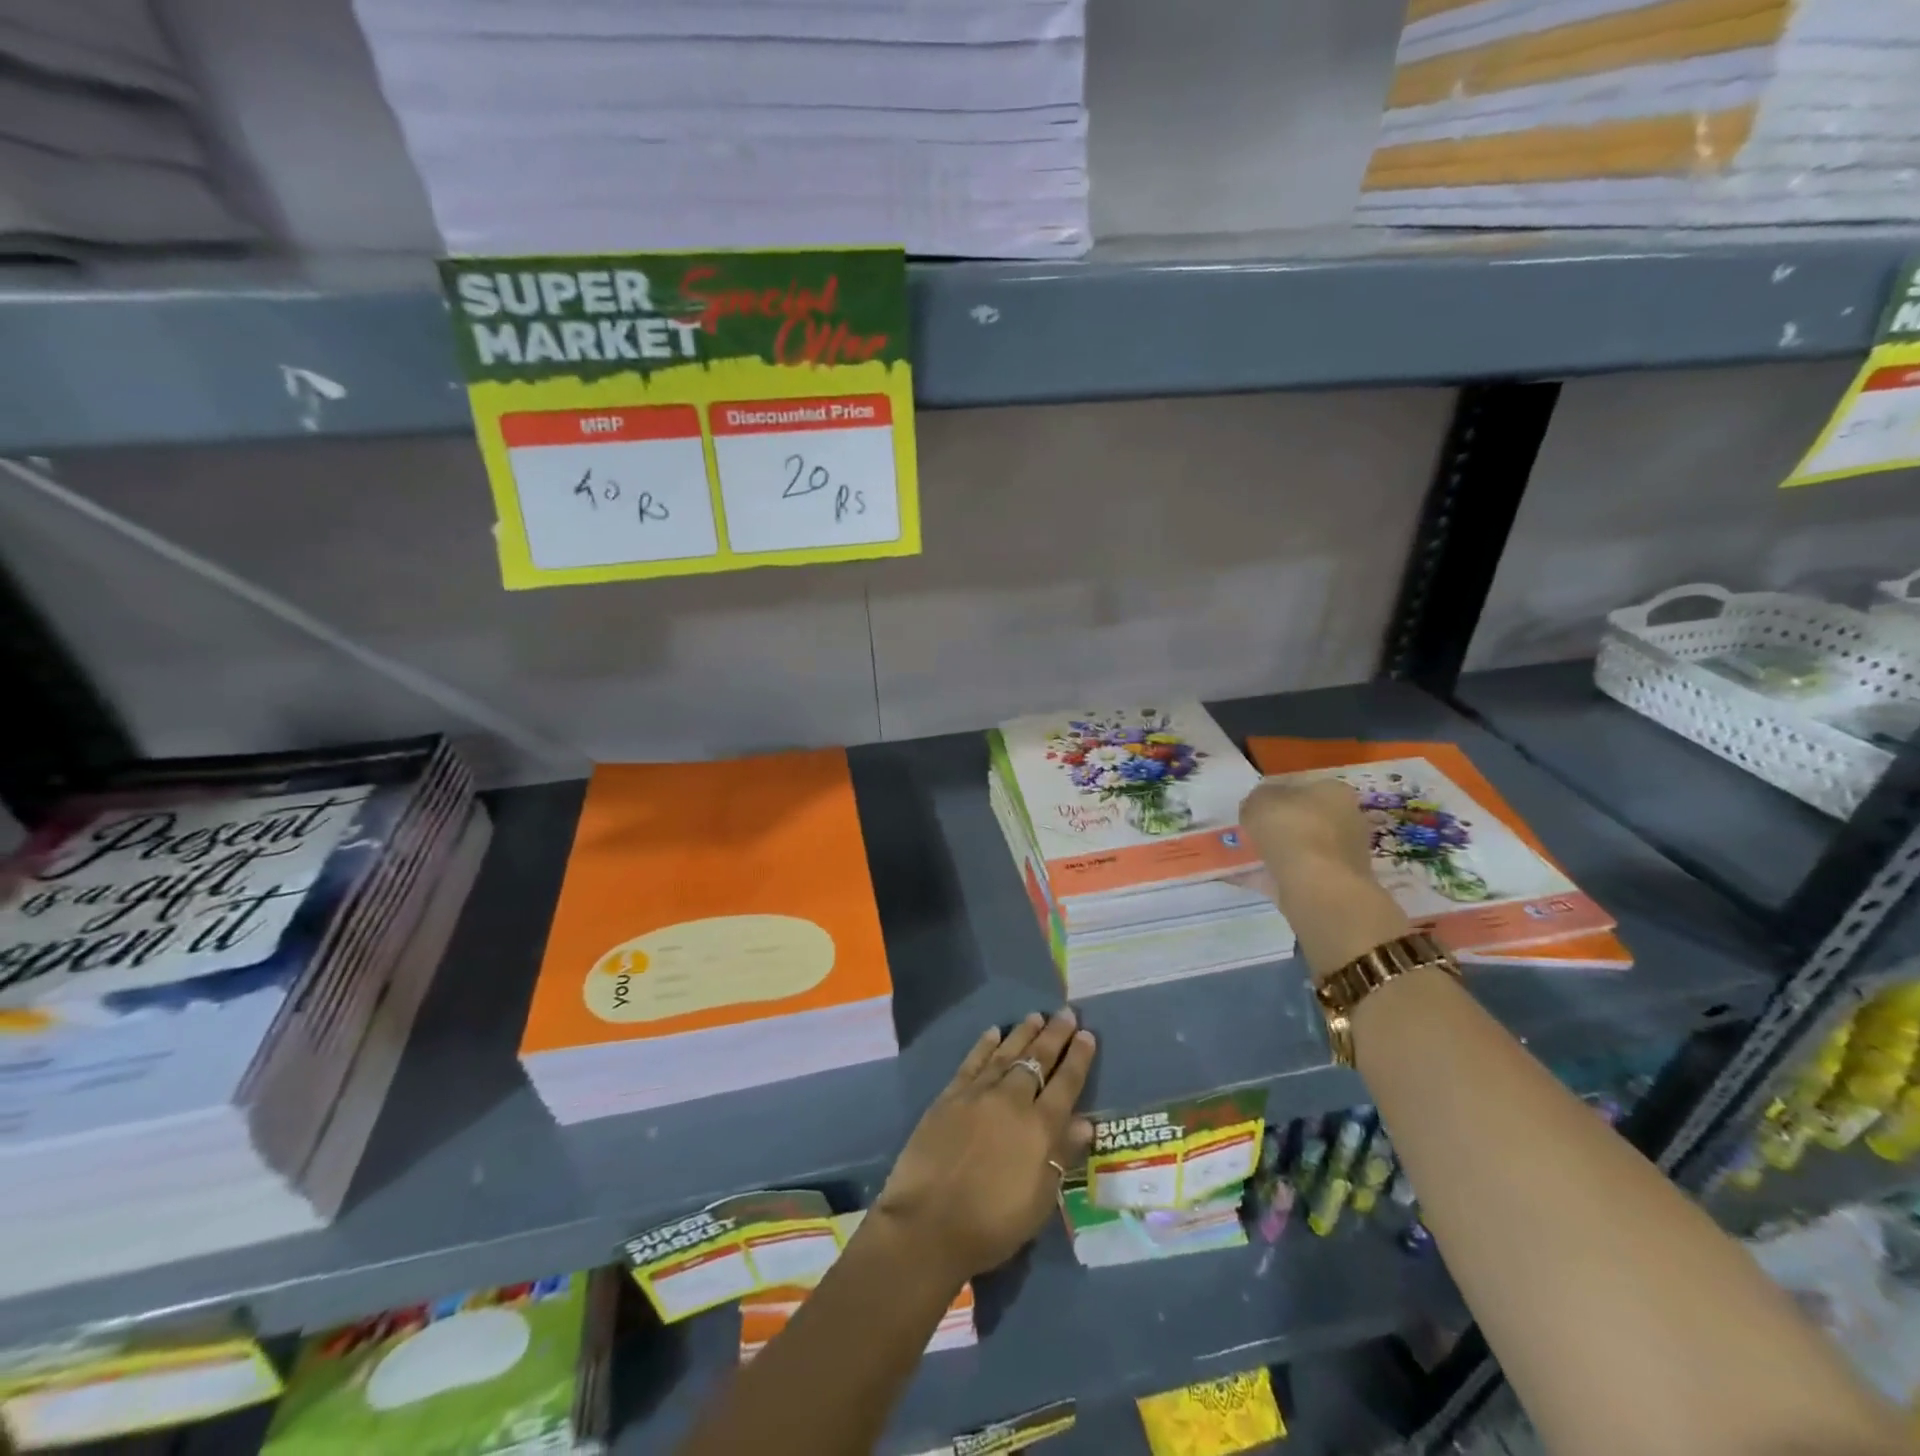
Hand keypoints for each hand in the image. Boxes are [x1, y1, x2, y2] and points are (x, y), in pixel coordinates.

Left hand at [872, 1009, 1095, 1286]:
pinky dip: (985, 1045)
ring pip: (1006, 1053)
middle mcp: (1012, 1101)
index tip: (1087, 1034)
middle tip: (1066, 1013)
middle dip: (1055, 1035)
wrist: (928, 1224)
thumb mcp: (1039, 1201)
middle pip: (1038, 1060)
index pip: (1066, 1084)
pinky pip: (972, 1062)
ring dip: (1023, 1033)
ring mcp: (978, 1094)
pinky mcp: (949, 1096)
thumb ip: (1060, 1156)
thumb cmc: (992, 1224)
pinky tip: (993, 1032)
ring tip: (1036, 1015)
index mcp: (1039, 1128)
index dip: (1078, 1058)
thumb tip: (1084, 1123)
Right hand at [1239, 778, 1412, 977]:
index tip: (1252, 807)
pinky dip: (1272, 875)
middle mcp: (1346, 819)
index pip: (1301, 786)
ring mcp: (1343, 854)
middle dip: (1278, 825)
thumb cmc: (1292, 830)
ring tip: (1243, 856)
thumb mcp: (1259, 801)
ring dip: (1276, 851)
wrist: (1318, 886)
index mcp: (1334, 791)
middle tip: (1248, 831)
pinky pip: (1294, 873)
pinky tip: (1246, 877)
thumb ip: (1256, 799)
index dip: (1274, 794)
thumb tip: (1258, 806)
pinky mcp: (1334, 883)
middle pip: (1304, 818)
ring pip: (1300, 848)